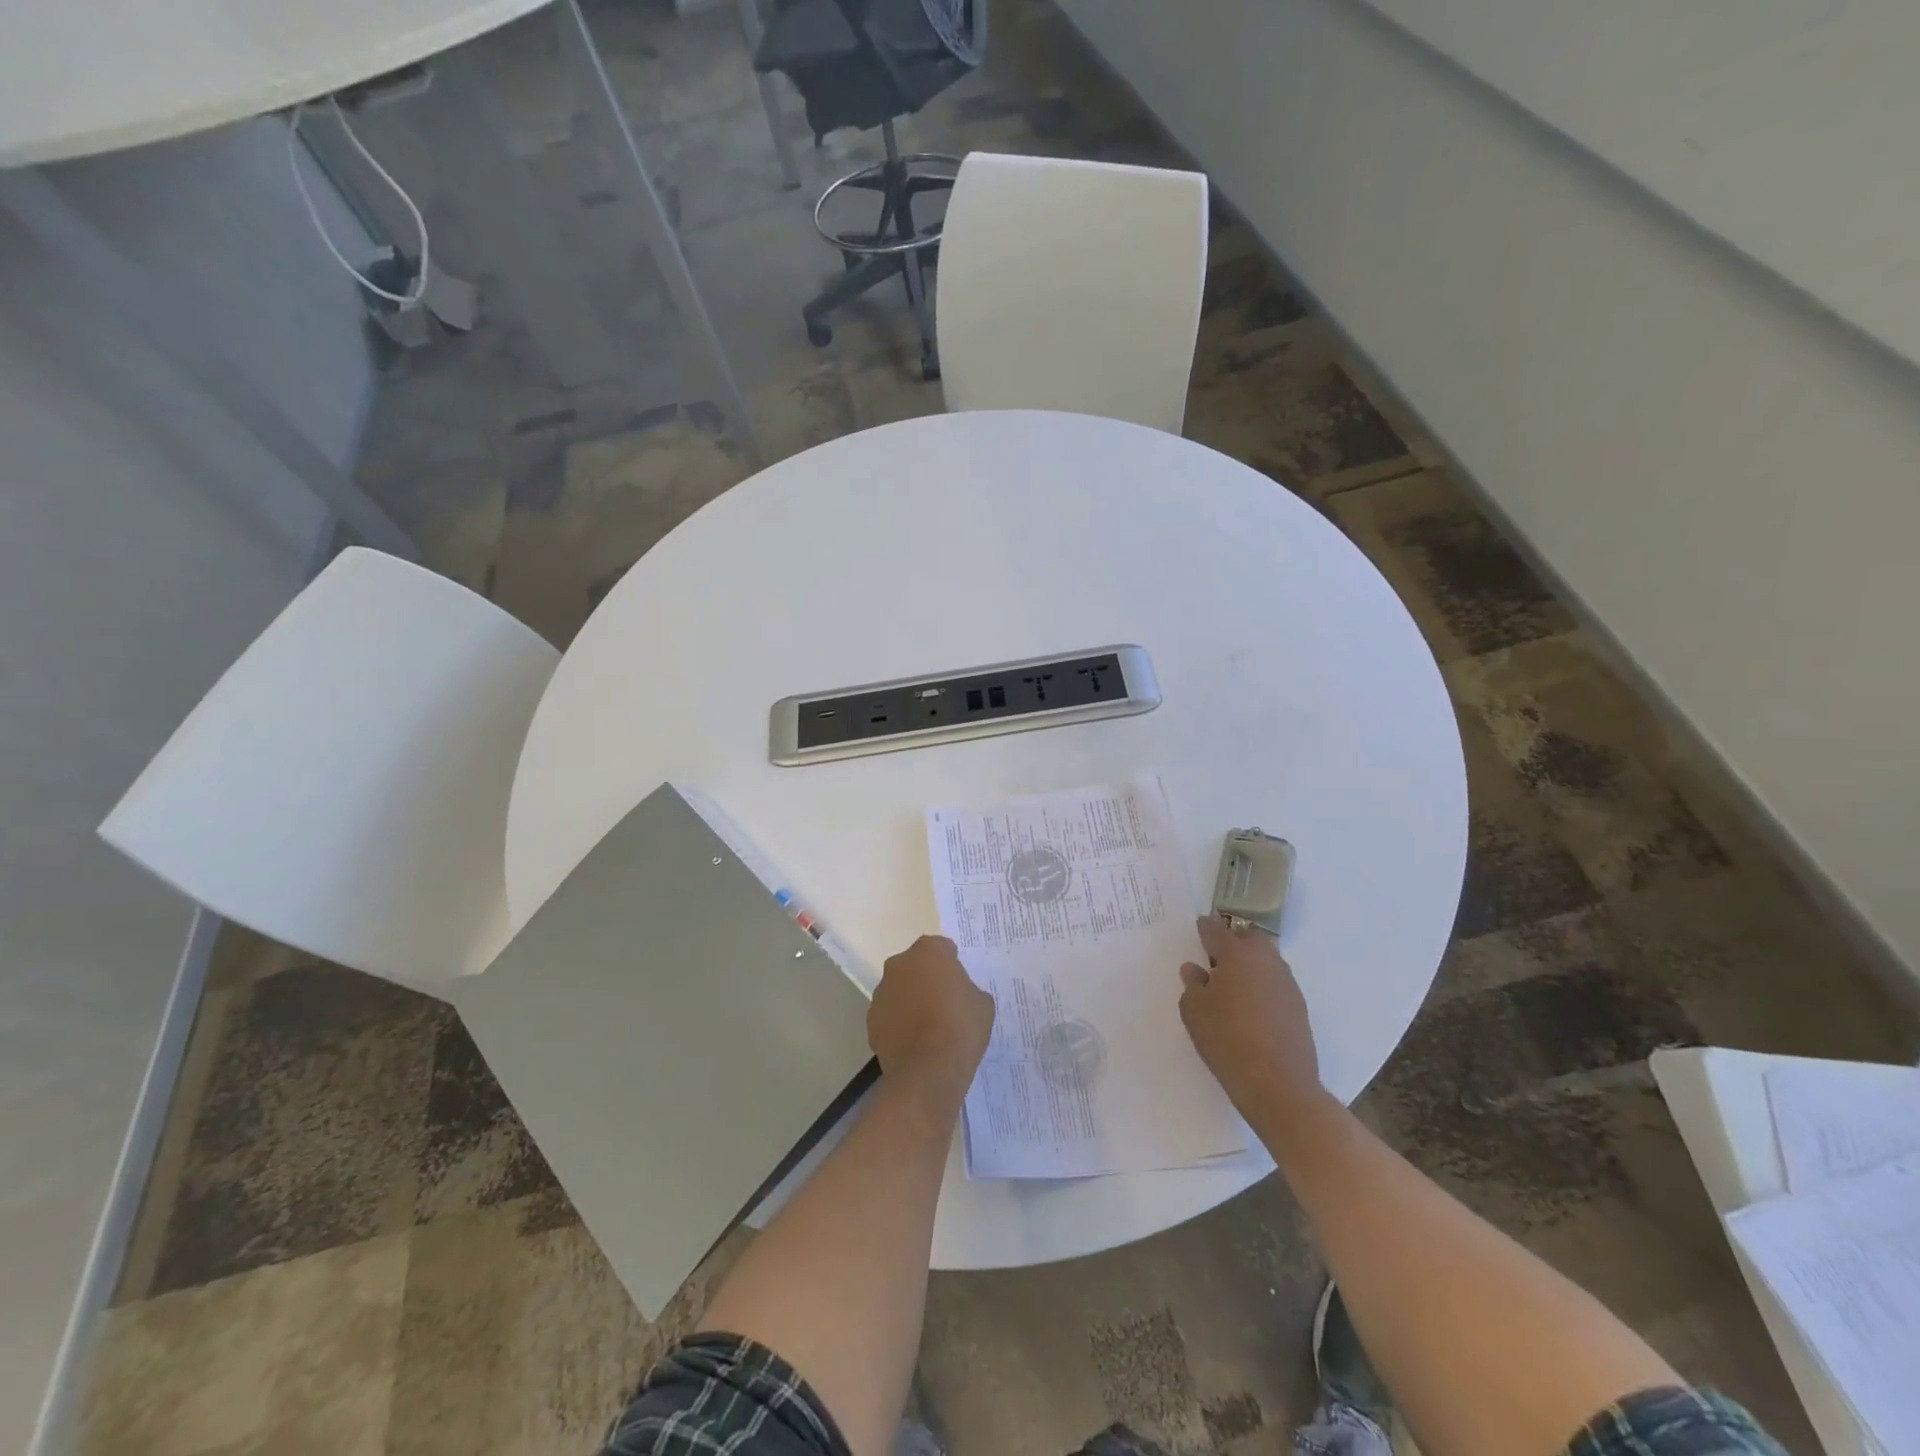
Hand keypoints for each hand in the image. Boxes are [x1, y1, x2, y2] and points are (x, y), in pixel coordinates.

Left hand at [869, 935, 994, 1098]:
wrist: (929, 1070)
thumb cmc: (961, 1027)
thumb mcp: (982, 1003)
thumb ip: (969, 989)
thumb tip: (959, 994)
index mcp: (929, 951)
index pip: (942, 948)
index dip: (952, 965)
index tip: (959, 982)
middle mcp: (900, 964)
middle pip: (916, 966)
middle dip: (927, 978)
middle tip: (944, 1002)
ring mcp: (882, 992)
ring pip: (899, 989)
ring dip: (910, 1000)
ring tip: (927, 1026)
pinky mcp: (871, 1020)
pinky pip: (889, 1014)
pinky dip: (898, 1022)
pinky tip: (914, 1042)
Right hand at [1179, 916, 1322, 1115]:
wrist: (1278, 1084)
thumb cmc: (1227, 1040)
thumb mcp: (1194, 1011)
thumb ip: (1192, 985)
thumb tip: (1195, 970)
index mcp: (1236, 954)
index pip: (1216, 929)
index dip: (1204, 928)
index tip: (1198, 929)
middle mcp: (1265, 960)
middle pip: (1249, 938)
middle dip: (1233, 941)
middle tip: (1216, 958)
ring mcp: (1286, 983)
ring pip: (1266, 960)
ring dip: (1250, 964)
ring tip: (1234, 984)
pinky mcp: (1299, 1006)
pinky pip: (1276, 983)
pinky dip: (1263, 985)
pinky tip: (1252, 1007)